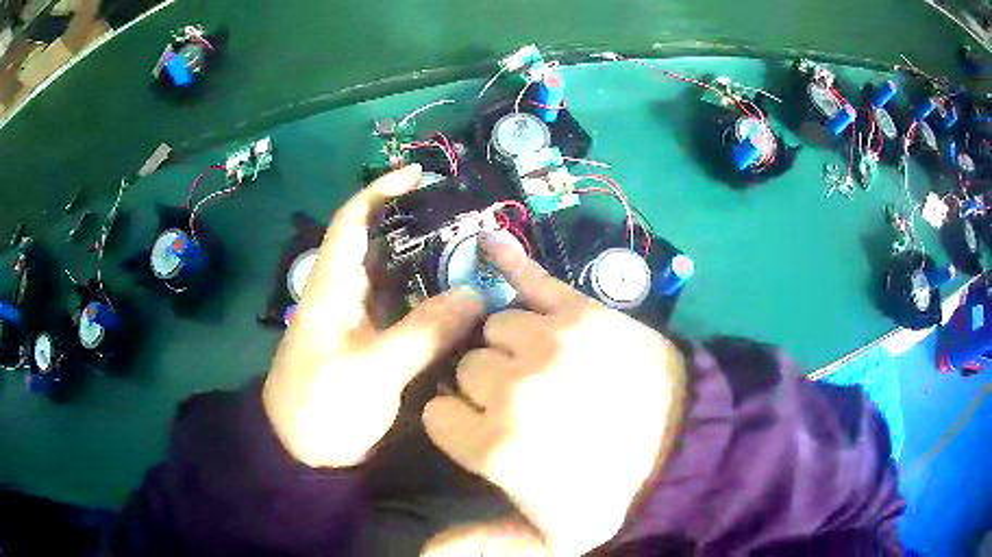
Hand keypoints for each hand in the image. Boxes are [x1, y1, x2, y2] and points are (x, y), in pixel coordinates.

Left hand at [263, 165, 484, 467]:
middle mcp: (345, 293)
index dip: (382, 190)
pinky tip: (460, 303)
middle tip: (467, 221)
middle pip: (382, 244)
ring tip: (474, 256)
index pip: (353, 220)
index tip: (420, 174)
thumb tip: (475, 296)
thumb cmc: (323, 404)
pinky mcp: (370, 344)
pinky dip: (429, 301)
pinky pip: (403, 310)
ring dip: (429, 265)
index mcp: (333, 285)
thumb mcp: (374, 369)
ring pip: (396, 279)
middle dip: (419, 226)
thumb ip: (424, 332)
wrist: (302, 451)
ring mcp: (358, 320)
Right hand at [423, 233, 686, 555]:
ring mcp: (550, 341)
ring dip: (508, 347)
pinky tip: (489, 245)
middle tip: (521, 402)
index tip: (479, 430)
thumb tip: (419, 553)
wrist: (683, 447)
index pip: (439, 415)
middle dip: (485, 386)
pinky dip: (509, 261)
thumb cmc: (612, 497)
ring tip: (538, 365)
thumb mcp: (548, 541)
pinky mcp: (582, 311)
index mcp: (498, 446)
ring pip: (496, 329)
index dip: (457, 423)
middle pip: (468, 369)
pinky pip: (531, 277)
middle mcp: (515, 388)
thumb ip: (481, 545)